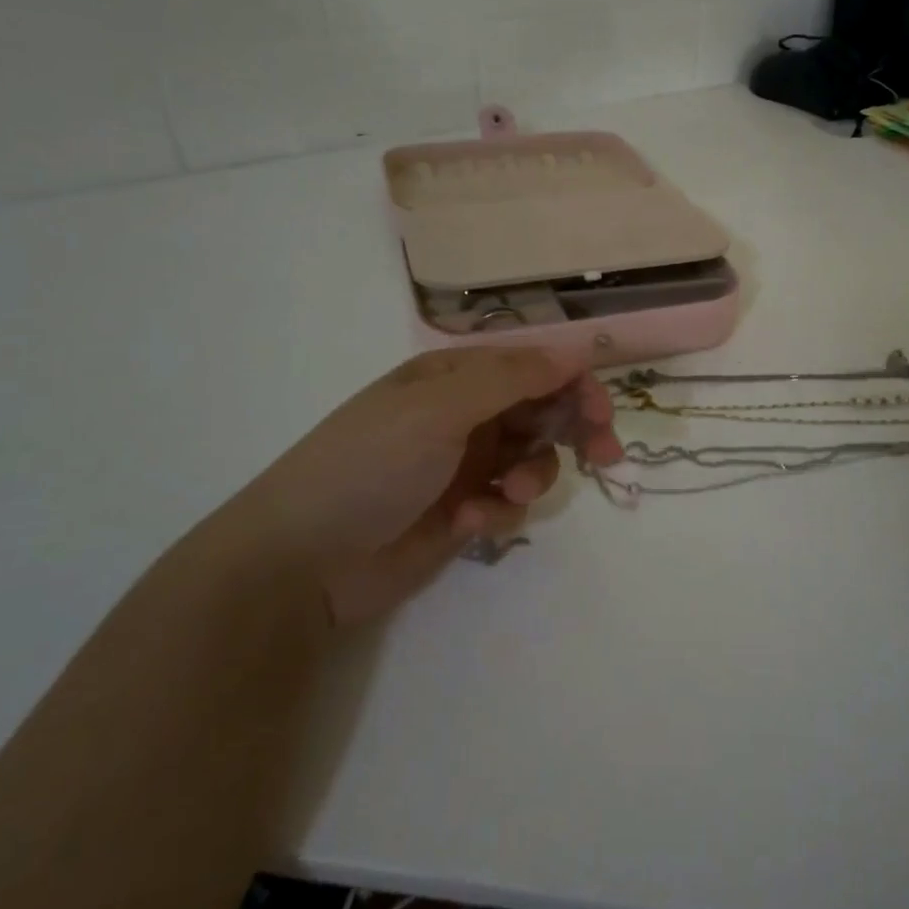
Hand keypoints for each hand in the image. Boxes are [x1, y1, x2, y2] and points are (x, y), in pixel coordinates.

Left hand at [239, 348, 621, 624]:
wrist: (303, 559)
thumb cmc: (369, 465)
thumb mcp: (438, 409)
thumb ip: (511, 378)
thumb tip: (573, 349)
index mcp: (456, 378)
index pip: (534, 367)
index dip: (575, 385)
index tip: (603, 415)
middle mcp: (466, 414)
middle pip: (544, 410)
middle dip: (575, 430)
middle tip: (605, 454)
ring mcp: (465, 465)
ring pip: (534, 459)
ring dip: (532, 476)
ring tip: (507, 497)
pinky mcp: (464, 513)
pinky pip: (509, 504)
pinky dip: (499, 513)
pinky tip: (468, 526)